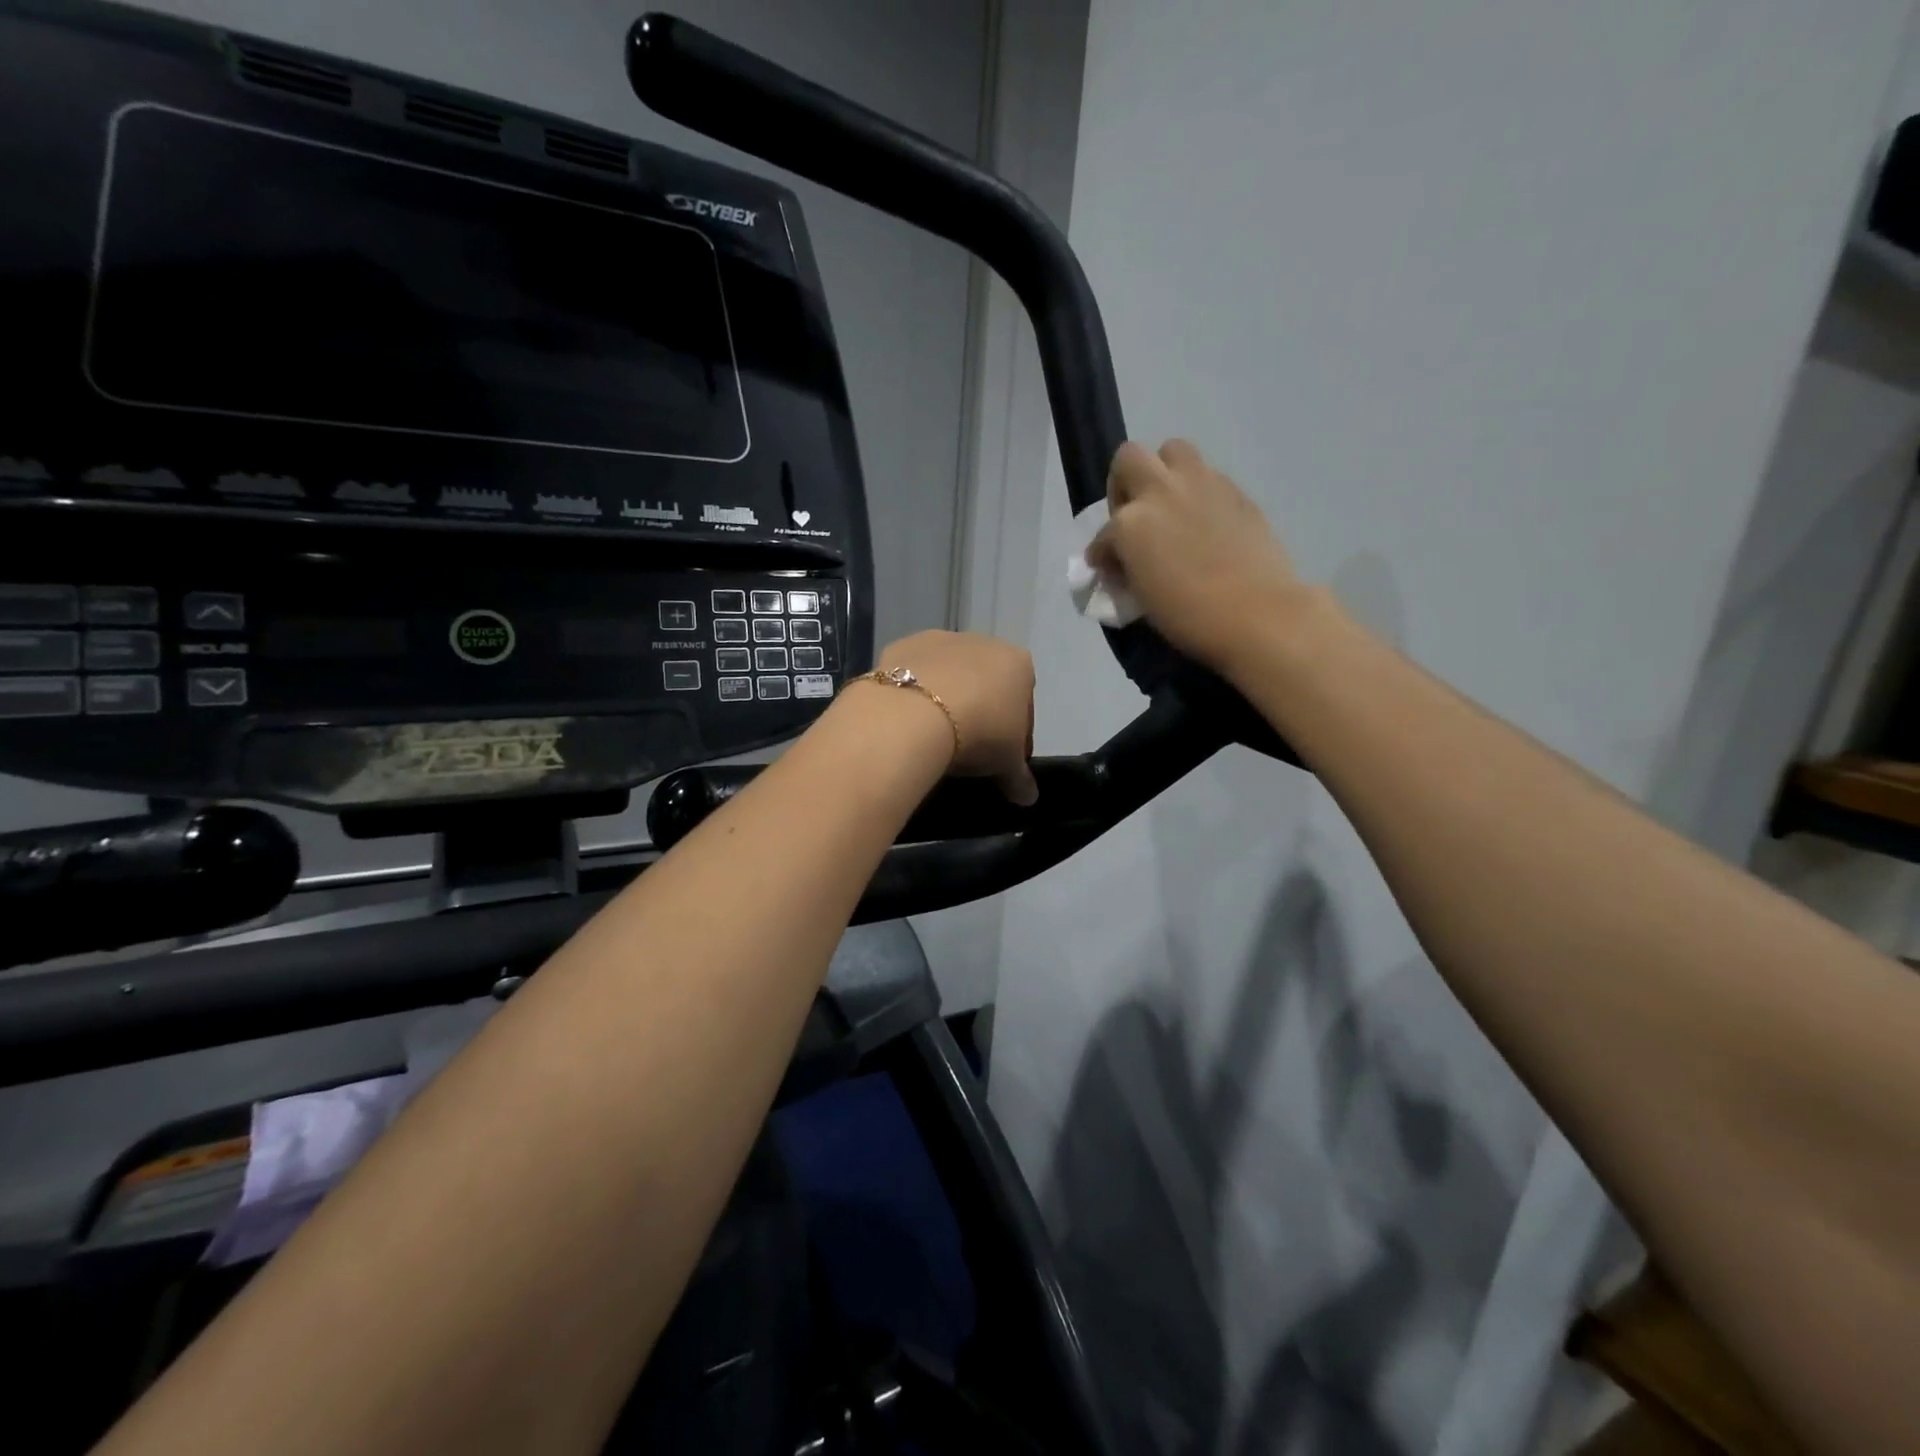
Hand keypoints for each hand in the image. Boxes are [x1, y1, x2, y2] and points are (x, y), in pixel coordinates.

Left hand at [874, 631, 1037, 804]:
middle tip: (968, 748)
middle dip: (981, 711)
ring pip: (949, 674)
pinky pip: (914, 674)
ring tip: (934, 736)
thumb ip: (1020, 779)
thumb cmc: (979, 733)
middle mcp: (983, 642)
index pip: (1024, 704)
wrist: (915, 713)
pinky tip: (907, 720)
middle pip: (987, 683)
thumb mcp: (1007, 764)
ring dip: (946, 699)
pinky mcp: (902, 645)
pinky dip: (913, 693)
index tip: (1003, 759)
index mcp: (1018, 664)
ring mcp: (940, 639)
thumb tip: (1028, 797)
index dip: (1016, 735)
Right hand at [1088, 439, 1307, 672]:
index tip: (1110, 569)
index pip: (1102, 534)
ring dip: (1164, 472)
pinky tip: (1204, 521)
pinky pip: (1207, 475)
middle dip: (1124, 483)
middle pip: (1129, 458)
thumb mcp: (1141, 596)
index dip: (1103, 553)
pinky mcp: (1235, 490)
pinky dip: (1198, 492)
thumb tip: (1125, 561)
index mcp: (1130, 523)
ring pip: (1173, 450)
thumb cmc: (1189, 617)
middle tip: (1134, 514)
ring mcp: (1200, 484)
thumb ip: (1128, 567)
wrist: (1257, 613)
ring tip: (1169, 506)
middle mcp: (1160, 491)